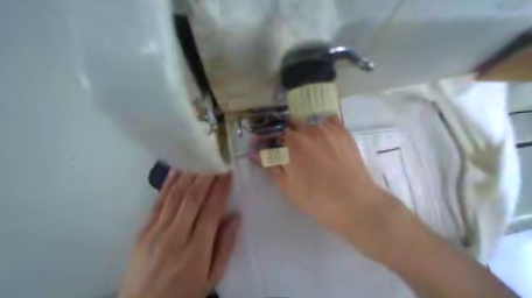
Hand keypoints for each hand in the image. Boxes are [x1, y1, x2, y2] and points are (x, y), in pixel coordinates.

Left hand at [119, 170, 240, 297]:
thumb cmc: (184, 293)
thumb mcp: (212, 277)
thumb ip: (225, 247)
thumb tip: (235, 218)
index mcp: (197, 249)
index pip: (212, 210)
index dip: (221, 188)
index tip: (227, 172)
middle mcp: (176, 235)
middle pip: (193, 198)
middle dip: (206, 176)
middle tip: (215, 159)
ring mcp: (156, 231)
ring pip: (176, 195)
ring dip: (189, 175)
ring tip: (199, 159)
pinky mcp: (143, 231)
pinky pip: (158, 202)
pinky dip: (168, 184)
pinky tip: (176, 170)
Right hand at [264, 116, 407, 257]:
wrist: (354, 203)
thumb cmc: (316, 200)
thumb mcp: (287, 187)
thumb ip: (271, 166)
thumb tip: (255, 153)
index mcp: (291, 144)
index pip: (272, 133)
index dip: (266, 138)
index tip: (264, 144)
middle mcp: (308, 130)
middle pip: (289, 123)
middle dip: (283, 132)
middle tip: (286, 146)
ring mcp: (327, 129)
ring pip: (308, 122)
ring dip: (302, 130)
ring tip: (307, 145)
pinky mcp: (343, 132)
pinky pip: (328, 121)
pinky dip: (322, 126)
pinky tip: (324, 138)